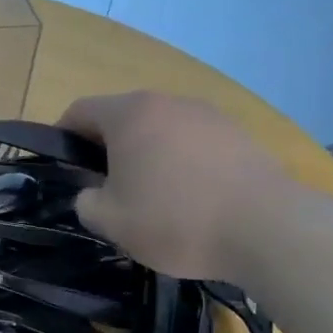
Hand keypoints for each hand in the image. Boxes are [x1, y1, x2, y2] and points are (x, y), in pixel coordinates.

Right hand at [58, 91, 290, 280]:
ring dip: (148, 154)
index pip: (80, 111)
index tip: (63, 167)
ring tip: (152, 196)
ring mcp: (210, 115)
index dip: (62, 136)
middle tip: (105, 187)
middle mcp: (168, 102)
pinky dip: (183, 163)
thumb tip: (92, 193)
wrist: (270, 230)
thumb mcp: (110, 221)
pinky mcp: (241, 135)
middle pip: (123, 118)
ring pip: (162, 130)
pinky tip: (192, 199)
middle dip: (107, 148)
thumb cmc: (175, 219)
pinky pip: (195, 143)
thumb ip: (86, 201)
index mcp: (130, 114)